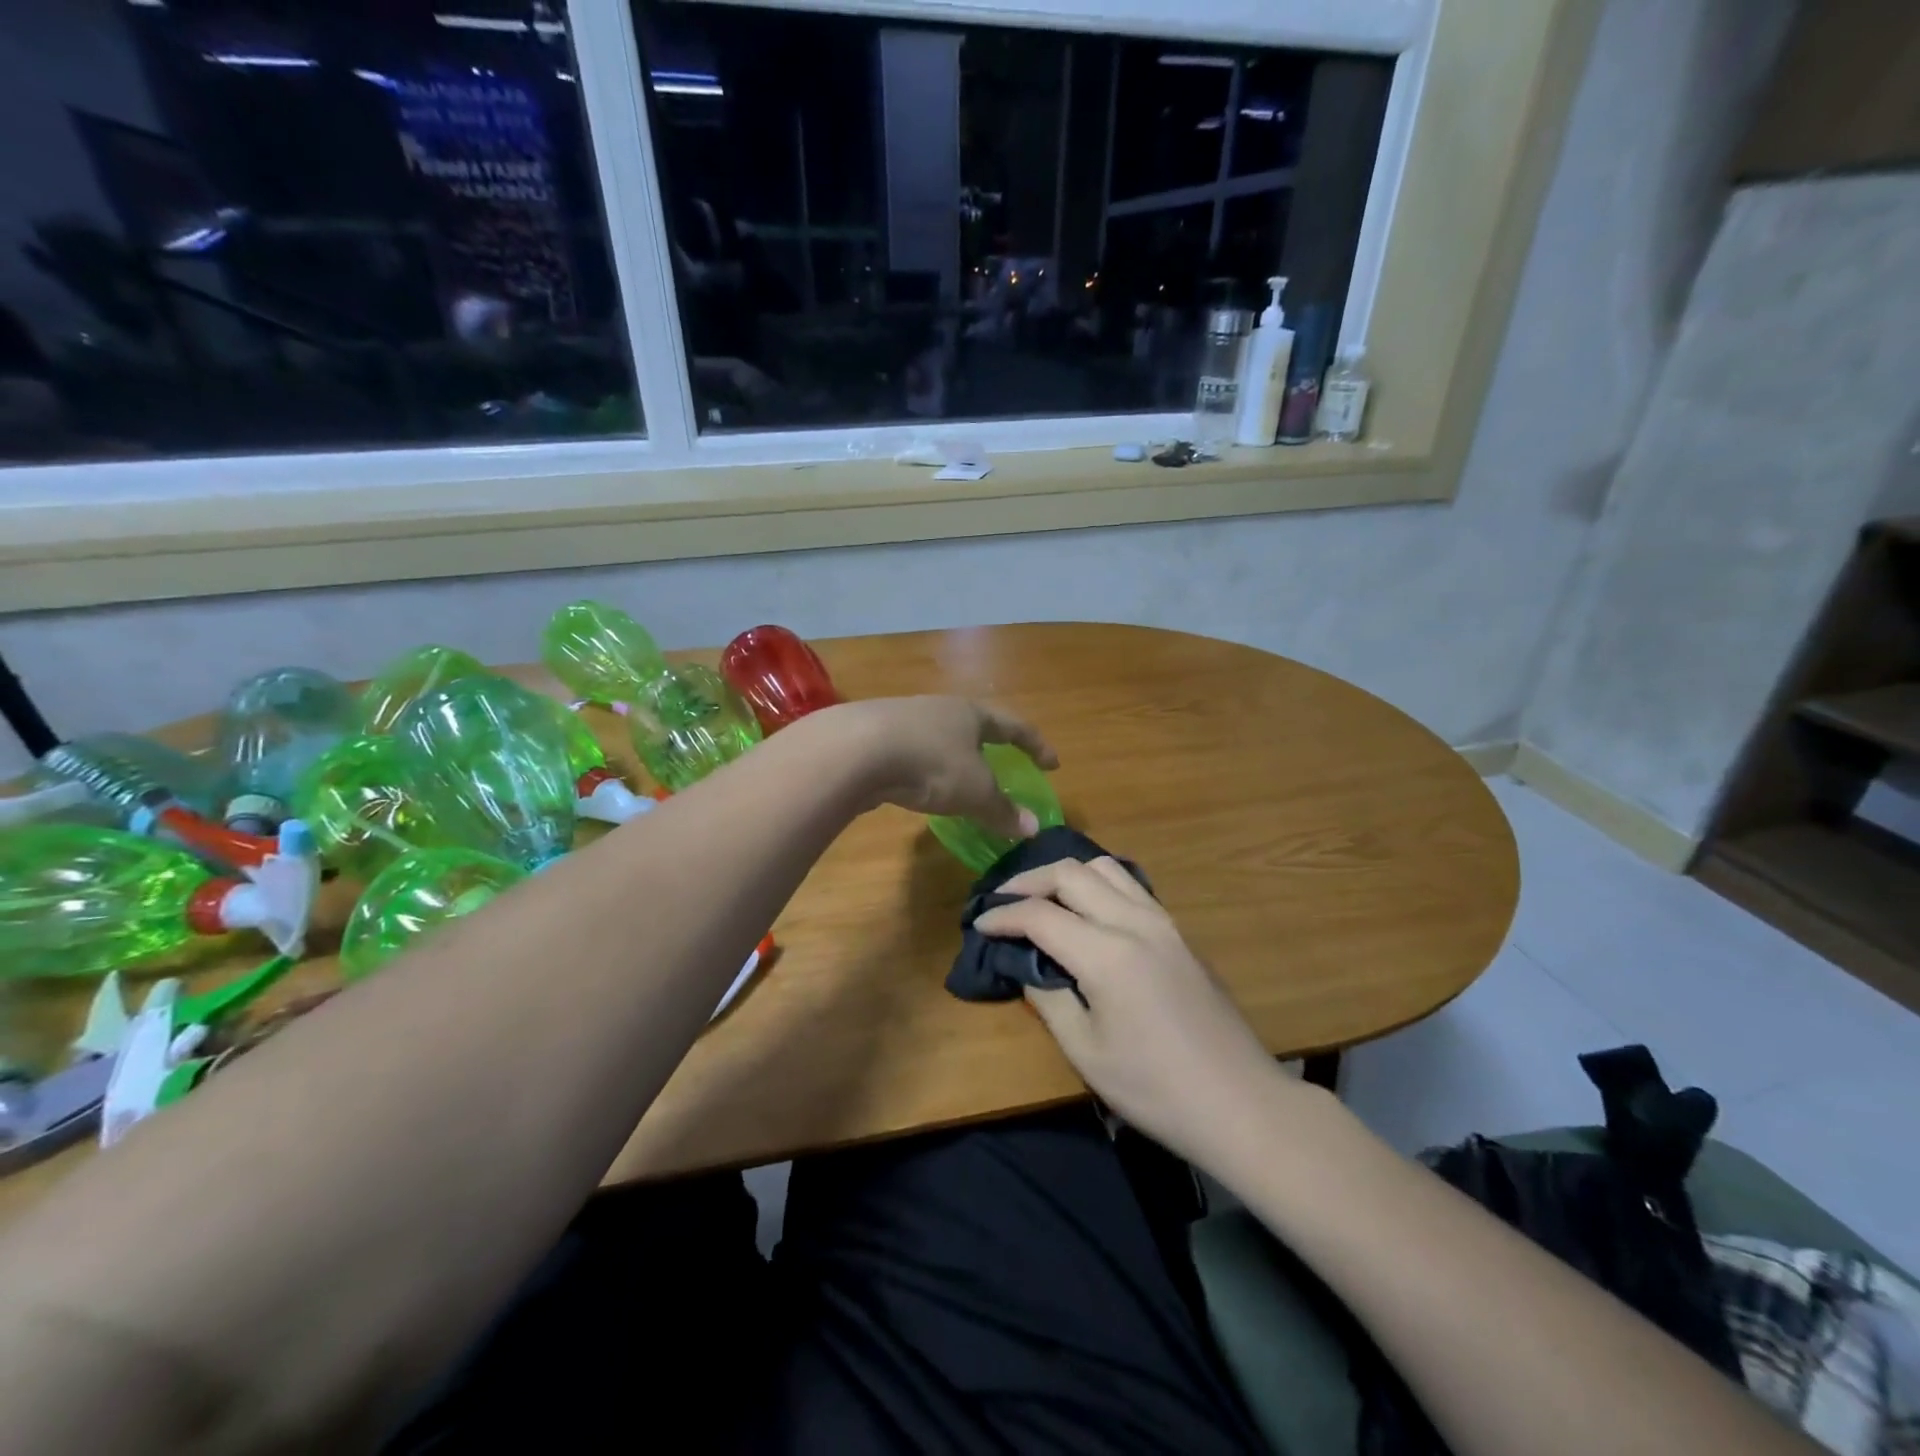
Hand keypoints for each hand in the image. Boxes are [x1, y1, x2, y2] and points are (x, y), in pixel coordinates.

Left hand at [823, 697, 1056, 838]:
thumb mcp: (974, 792)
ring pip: (938, 737)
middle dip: (989, 746)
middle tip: (1003, 764)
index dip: (1036, 746)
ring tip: (958, 779)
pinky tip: (916, 786)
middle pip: (973, 725)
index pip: (1014, 727)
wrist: (853, 750)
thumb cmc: (930, 763)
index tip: (1053, 764)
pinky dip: (923, 768)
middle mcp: (939, 709)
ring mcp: (902, 718)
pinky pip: (910, 752)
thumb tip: (1034, 828)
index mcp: (971, 714)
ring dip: (953, 757)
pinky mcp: (873, 736)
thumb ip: (1003, 810)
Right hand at [974, 858, 1281, 1164]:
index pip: (1040, 914)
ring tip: (1042, 897)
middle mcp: (1134, 922)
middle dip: (1030, 880)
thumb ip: (1048, 999)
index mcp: (1107, 953)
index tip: (979, 923)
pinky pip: (1130, 886)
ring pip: (1105, 868)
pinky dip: (1098, 883)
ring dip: (1066, 874)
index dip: (1003, 915)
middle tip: (1003, 901)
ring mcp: (1163, 922)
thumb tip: (1027, 967)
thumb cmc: (1156, 1089)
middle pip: (1072, 874)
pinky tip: (1087, 909)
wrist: (1240, 1103)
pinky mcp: (1179, 932)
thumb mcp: (1086, 1052)